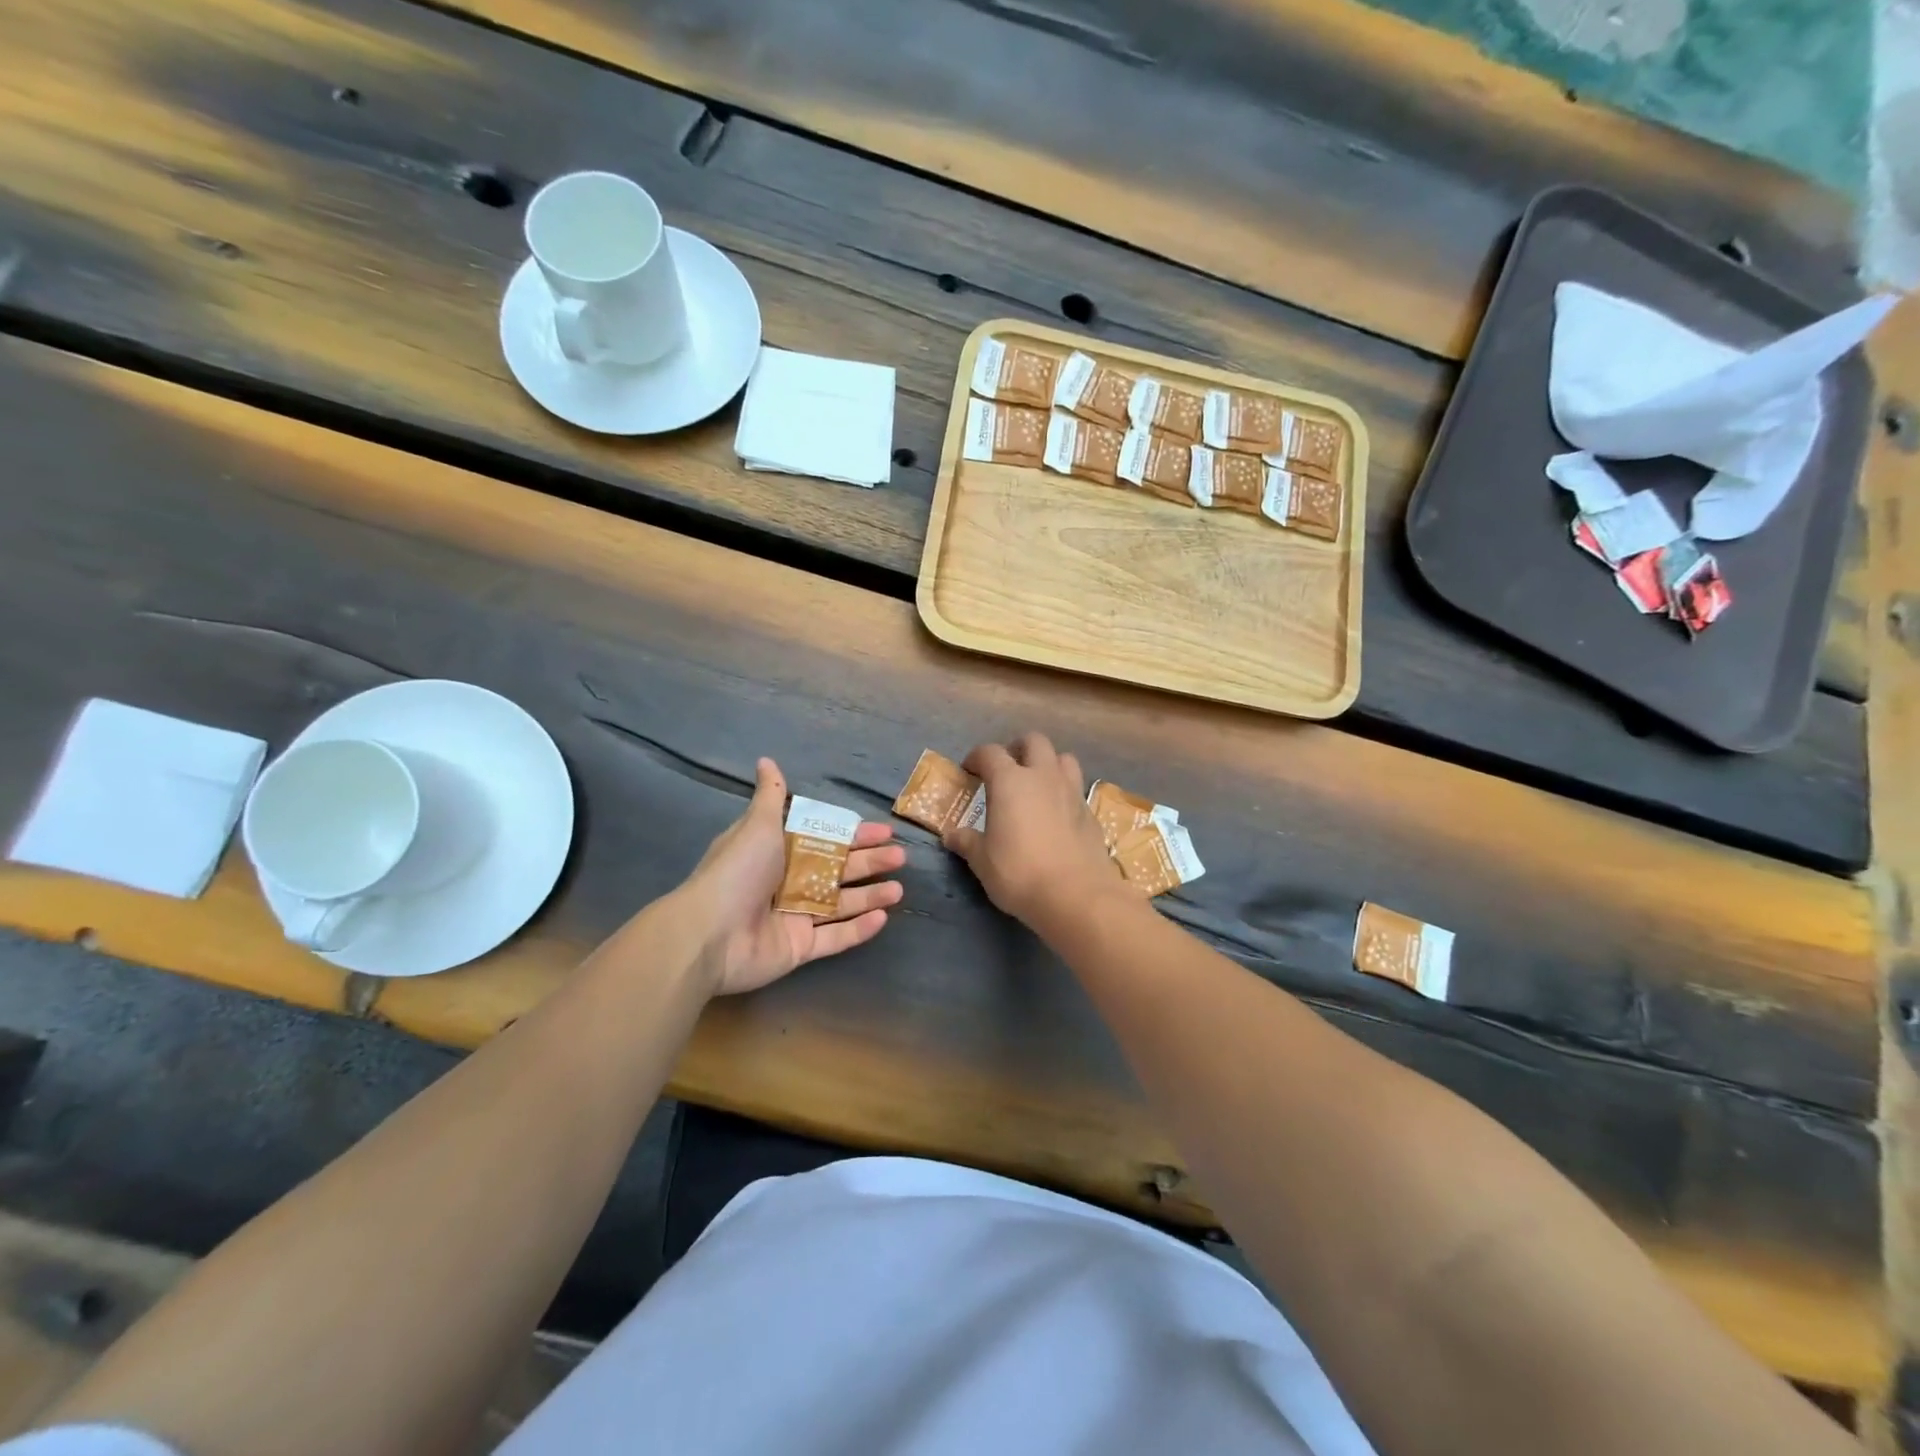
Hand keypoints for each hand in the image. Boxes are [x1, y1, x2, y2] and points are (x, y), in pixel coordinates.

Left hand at [681, 758, 904, 995]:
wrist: (709, 934)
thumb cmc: (737, 873)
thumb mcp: (757, 826)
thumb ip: (770, 797)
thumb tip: (766, 760)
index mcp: (780, 852)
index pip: (827, 839)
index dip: (855, 835)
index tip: (885, 831)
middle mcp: (789, 883)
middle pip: (838, 870)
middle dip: (870, 863)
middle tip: (900, 857)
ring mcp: (795, 918)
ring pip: (841, 904)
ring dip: (870, 895)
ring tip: (899, 890)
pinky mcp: (799, 948)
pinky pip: (835, 938)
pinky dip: (858, 929)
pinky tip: (882, 918)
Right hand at [945, 732, 1123, 930]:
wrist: (1076, 895)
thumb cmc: (1019, 873)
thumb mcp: (983, 861)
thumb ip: (967, 842)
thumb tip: (952, 835)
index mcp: (1010, 781)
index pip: (989, 753)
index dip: (976, 757)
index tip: (969, 770)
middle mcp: (1043, 776)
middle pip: (1033, 741)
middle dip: (1017, 748)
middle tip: (1006, 769)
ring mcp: (1071, 791)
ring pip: (1063, 758)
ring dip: (1048, 763)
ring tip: (1037, 784)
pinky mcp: (1090, 811)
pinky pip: (1077, 787)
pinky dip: (1065, 791)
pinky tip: (1057, 813)